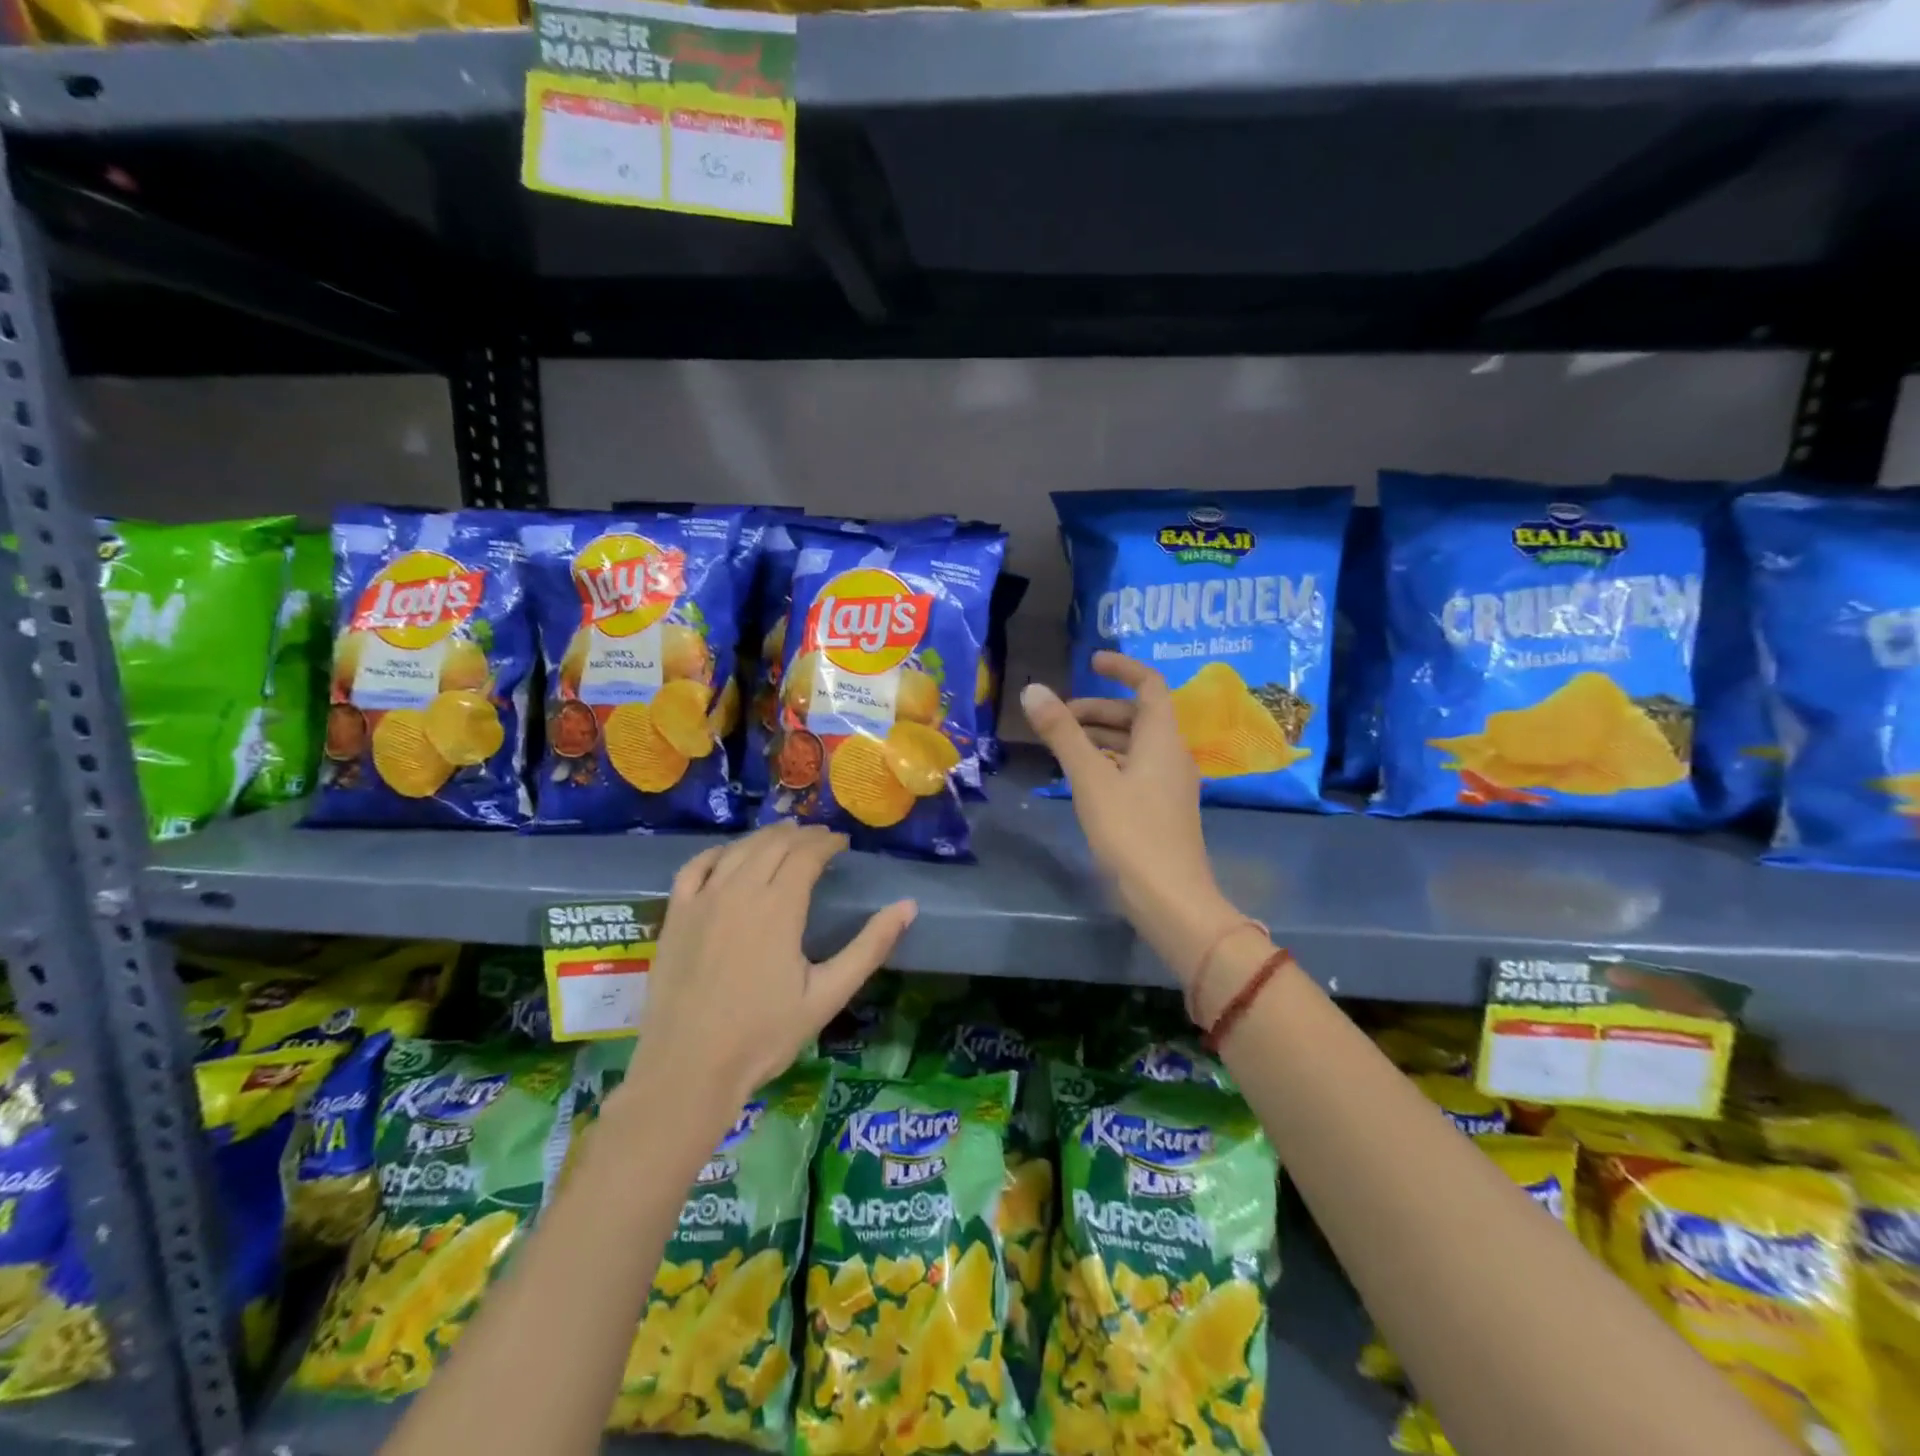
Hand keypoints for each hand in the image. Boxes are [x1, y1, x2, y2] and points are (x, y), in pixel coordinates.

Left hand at [627, 823, 915, 1116]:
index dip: (827, 843)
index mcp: (779, 908)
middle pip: (773, 845)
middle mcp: (739, 891)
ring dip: (765, 837)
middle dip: (802, 835)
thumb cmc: (764, 1035)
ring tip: (784, 838)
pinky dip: (718, 853)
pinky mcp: (675, 916)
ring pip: (738, 850)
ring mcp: (702, 900)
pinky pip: (695, 867)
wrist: (688, 1069)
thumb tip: (908, 906)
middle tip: (820, 839)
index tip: (843, 842)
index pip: (807, 855)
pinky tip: (729, 856)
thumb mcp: (828, 996)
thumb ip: (869, 947)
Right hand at [1020, 652, 1246, 988]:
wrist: (1170, 900)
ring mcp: (1169, 785)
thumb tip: (1034, 690)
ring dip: (1101, 736)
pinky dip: (1108, 762)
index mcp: (1163, 739)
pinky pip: (1134, 770)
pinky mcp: (1161, 810)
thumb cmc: (1131, 833)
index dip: (1122, 668)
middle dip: (1099, 707)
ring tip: (1062, 744)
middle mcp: (1172, 756)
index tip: (1090, 661)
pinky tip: (1082, 778)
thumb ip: (1063, 734)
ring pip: (1135, 745)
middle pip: (1139, 716)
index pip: (1150, 685)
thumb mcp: (1090, 779)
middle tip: (1059, 715)